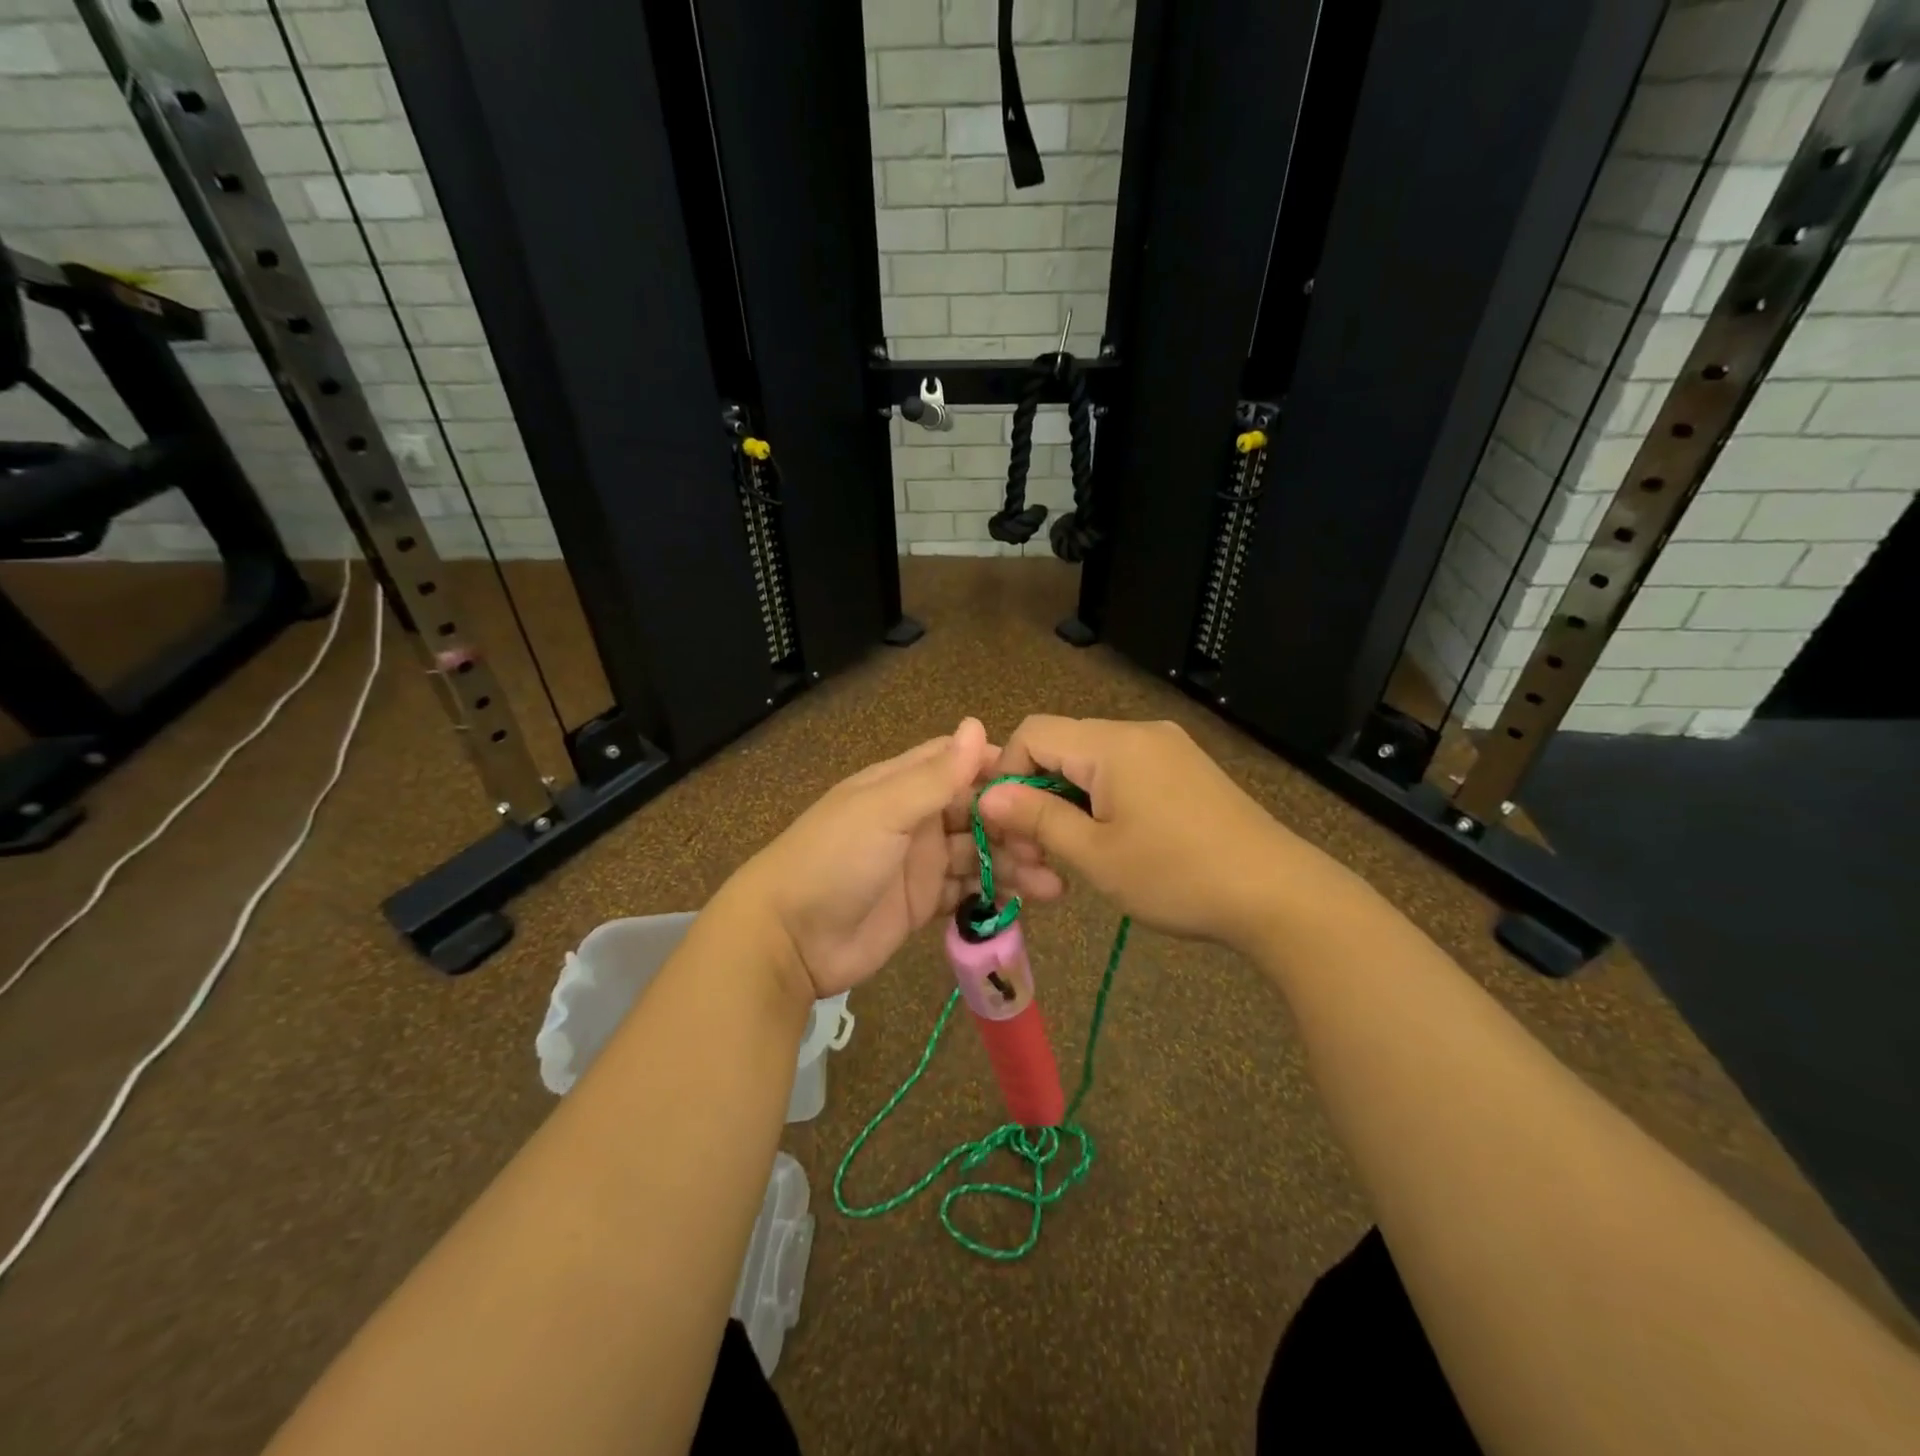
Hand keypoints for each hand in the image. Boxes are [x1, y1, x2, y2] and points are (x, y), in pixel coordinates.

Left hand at [717, 718, 1061, 998]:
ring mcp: (919, 862)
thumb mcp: (883, 811)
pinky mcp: (923, 903)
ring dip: (1013, 863)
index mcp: (901, 785)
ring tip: (1053, 883)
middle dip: (1014, 823)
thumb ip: (934, 776)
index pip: (956, 763)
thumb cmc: (833, 860)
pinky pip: (968, 891)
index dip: (997, 768)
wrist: (789, 940)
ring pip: (977, 853)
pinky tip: (1029, 900)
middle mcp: (914, 818)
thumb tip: (977, 725)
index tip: (1040, 782)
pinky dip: (995, 893)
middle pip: (975, 811)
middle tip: (1052, 843)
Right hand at [978, 715, 1320, 949]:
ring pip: (1092, 763)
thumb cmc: (1177, 876)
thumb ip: (1036, 819)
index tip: (1009, 828)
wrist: (1278, 895)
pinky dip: (1102, 802)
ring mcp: (1167, 748)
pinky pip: (1125, 772)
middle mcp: (1139, 732)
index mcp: (1112, 744)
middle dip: (1037, 796)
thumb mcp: (1096, 855)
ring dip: (1069, 804)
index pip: (1033, 732)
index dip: (1008, 775)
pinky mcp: (1185, 769)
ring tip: (1074, 857)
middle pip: (1062, 747)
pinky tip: (1113, 843)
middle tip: (1039, 856)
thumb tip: (987, 796)